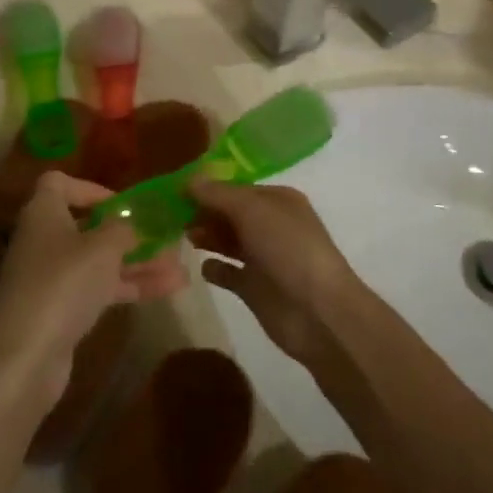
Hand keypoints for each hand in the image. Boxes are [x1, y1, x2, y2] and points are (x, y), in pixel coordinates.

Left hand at [0, 173, 187, 400]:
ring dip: (138, 263)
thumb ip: (124, 228)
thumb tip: (131, 222)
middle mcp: (43, 241)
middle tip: (166, 238)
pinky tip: (167, 291)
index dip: (91, 188)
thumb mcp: (103, 247)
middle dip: (129, 232)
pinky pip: (98, 289)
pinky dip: (128, 287)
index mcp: (43, 213)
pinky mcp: (59, 311)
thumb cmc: (63, 284)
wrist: (24, 357)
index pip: (59, 183)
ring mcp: (50, 279)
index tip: (123, 203)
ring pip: (98, 262)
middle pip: (87, 226)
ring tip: (180, 268)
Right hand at [187, 181, 360, 368]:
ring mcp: (264, 258)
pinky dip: (215, 269)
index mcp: (278, 201)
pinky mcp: (255, 288)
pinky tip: (202, 267)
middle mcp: (272, 226)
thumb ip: (218, 194)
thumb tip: (189, 180)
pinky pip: (229, 273)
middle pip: (231, 214)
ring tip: (185, 236)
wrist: (318, 312)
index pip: (237, 189)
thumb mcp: (253, 211)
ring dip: (207, 237)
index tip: (177, 192)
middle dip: (205, 212)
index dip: (209, 189)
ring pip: (228, 241)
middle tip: (174, 216)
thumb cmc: (288, 249)